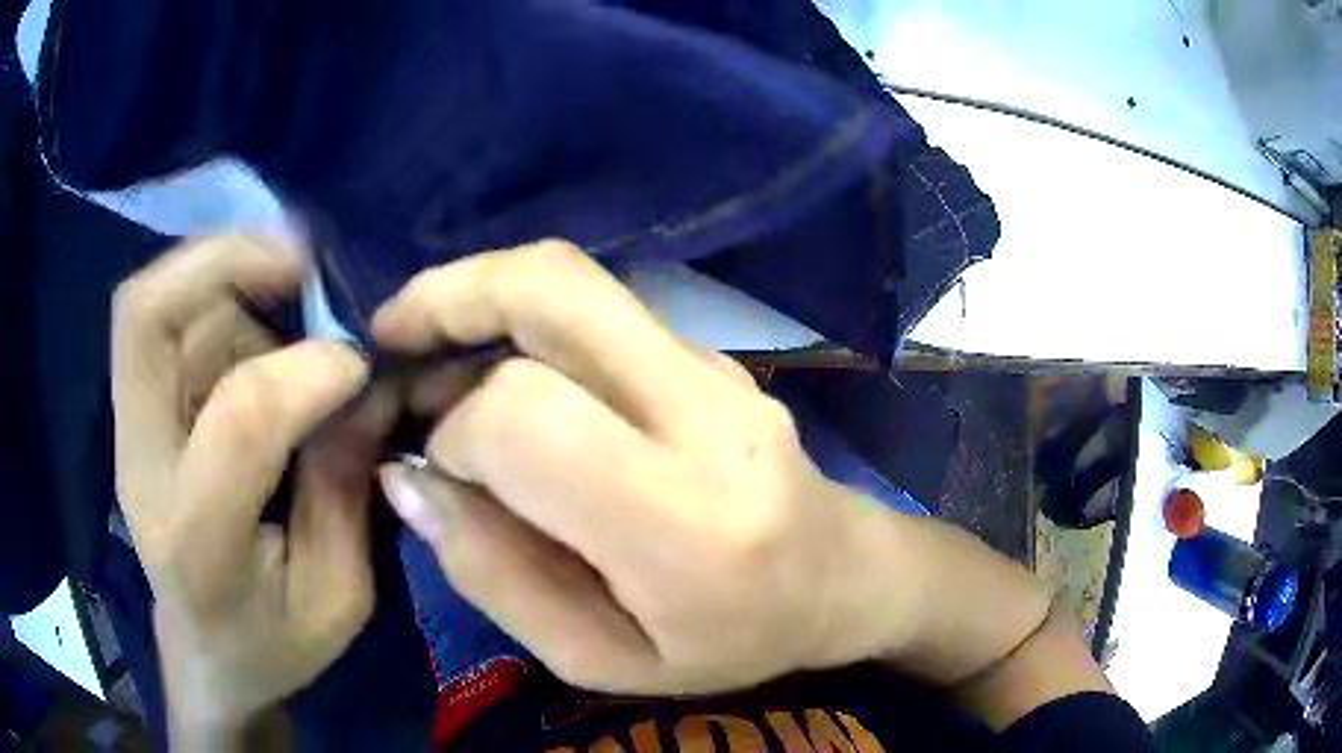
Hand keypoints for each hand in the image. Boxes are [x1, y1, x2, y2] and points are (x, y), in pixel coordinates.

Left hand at [111, 235, 389, 738]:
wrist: (205, 654)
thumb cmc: (270, 642)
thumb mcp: (336, 597)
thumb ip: (347, 490)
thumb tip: (367, 383)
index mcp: (198, 543)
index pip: (237, 422)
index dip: (308, 373)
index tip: (361, 365)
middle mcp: (143, 467)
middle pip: (147, 318)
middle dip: (223, 260)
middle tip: (301, 258)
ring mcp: (130, 431)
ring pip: (157, 305)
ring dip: (230, 279)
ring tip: (292, 300)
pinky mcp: (137, 412)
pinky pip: (164, 318)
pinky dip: (216, 295)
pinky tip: (261, 322)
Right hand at [371, 241, 926, 694]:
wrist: (842, 578)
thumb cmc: (732, 641)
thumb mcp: (602, 658)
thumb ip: (497, 576)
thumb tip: (410, 481)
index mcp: (684, 519)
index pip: (525, 418)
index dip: (456, 435)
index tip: (440, 473)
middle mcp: (705, 413)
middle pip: (554, 289)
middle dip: (451, 296)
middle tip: (392, 333)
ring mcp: (715, 367)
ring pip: (574, 281)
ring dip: (481, 296)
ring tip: (428, 346)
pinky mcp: (711, 352)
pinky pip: (598, 309)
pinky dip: (524, 317)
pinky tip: (495, 366)